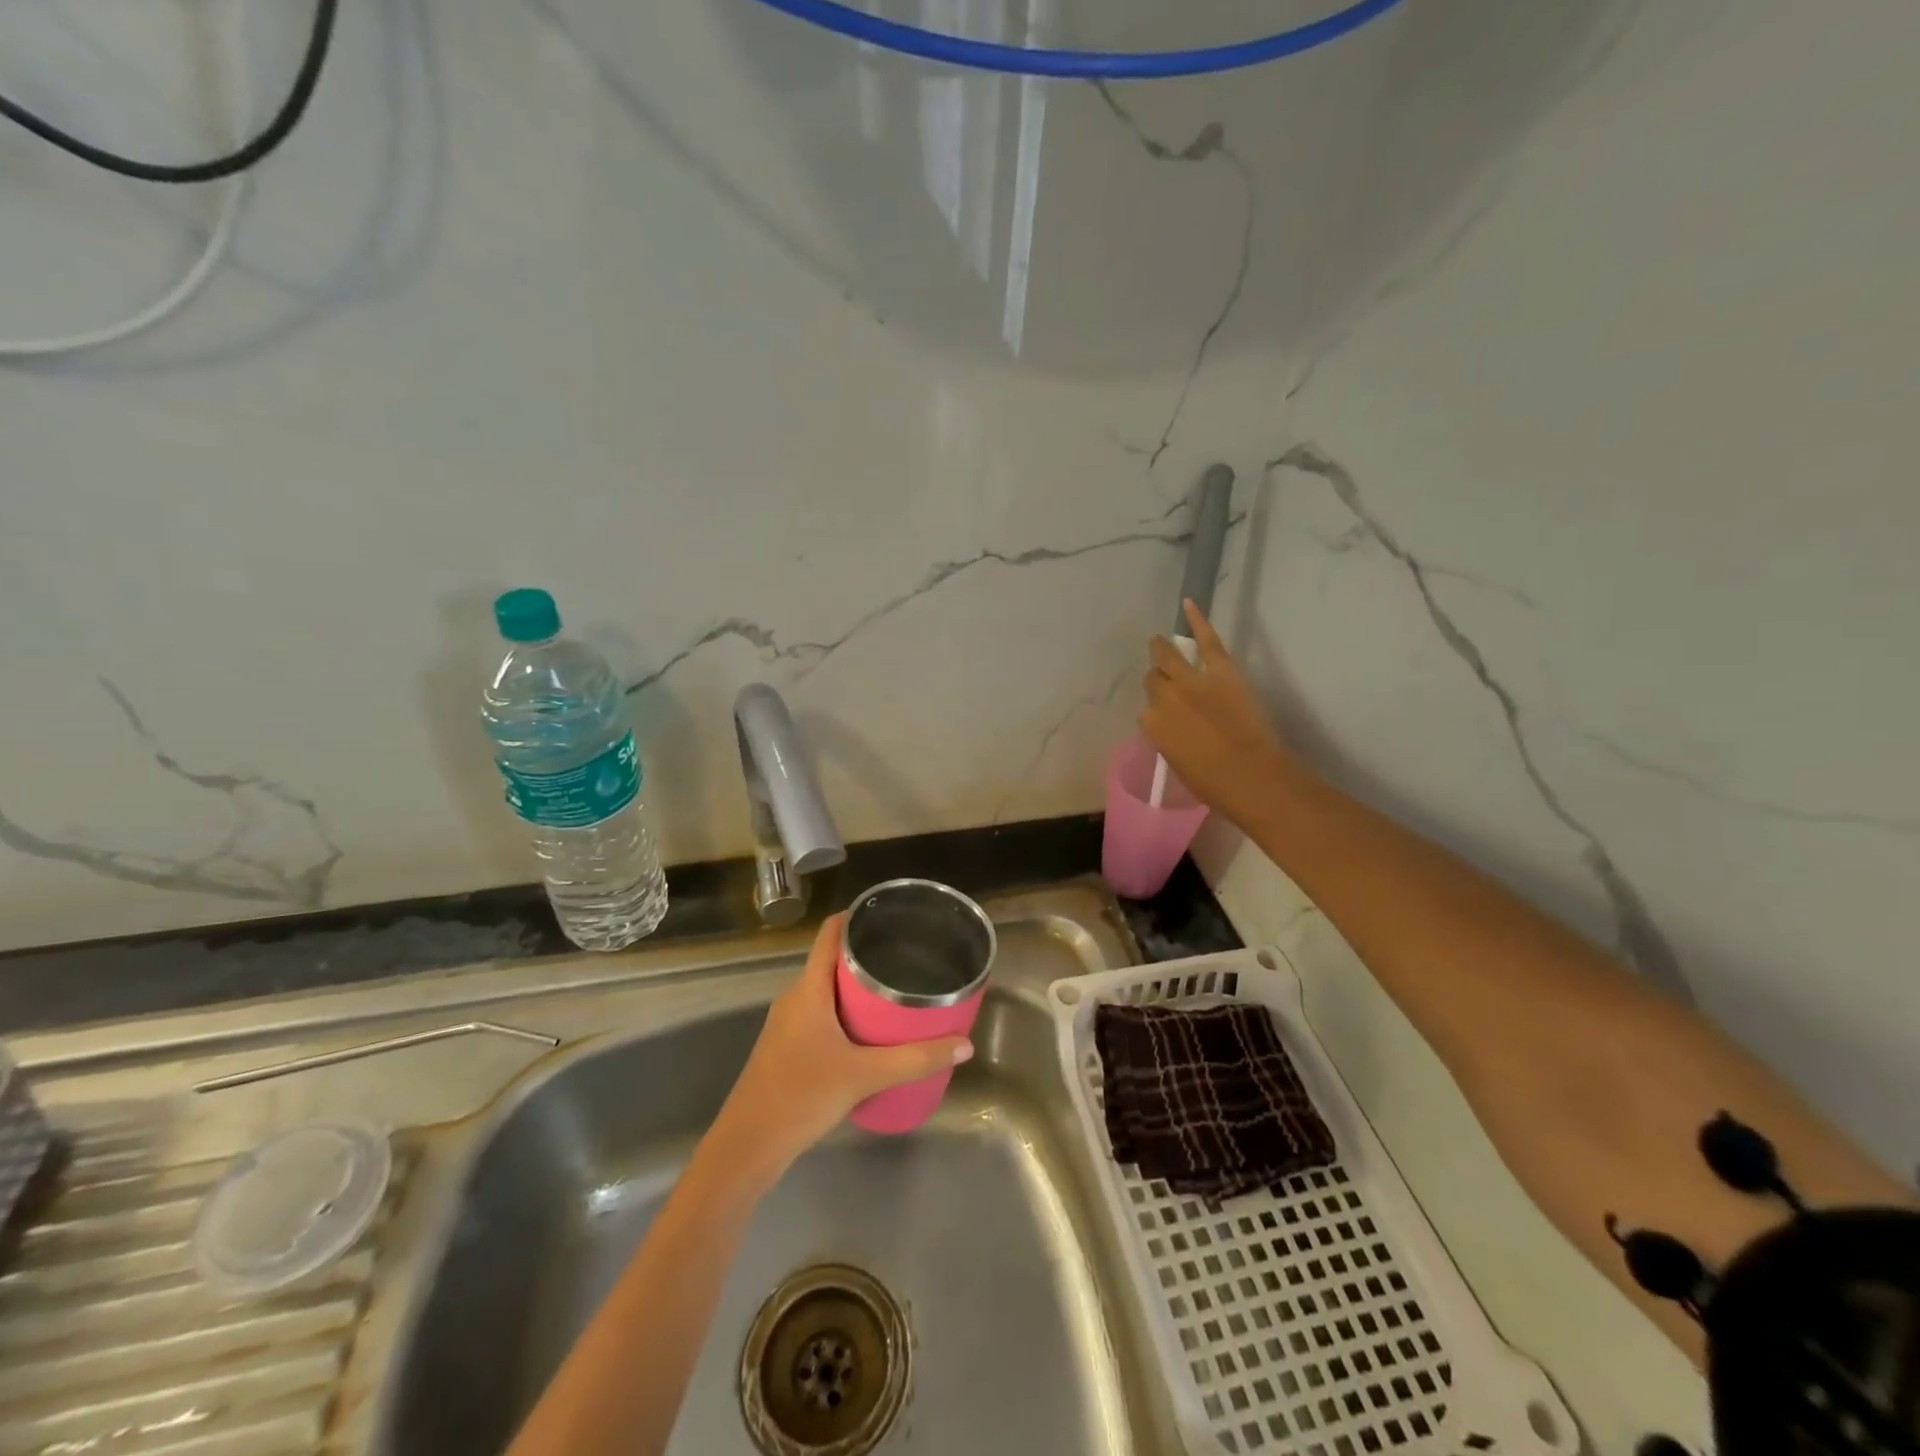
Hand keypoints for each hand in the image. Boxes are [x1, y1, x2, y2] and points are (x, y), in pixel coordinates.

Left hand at [710, 915, 973, 1181]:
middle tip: (908, 958)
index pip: (829, 934)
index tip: (891, 916)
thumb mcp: (864, 1076)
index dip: (857, 917)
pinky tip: (871, 1034)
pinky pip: (821, 1015)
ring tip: (898, 993)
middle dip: (868, 956)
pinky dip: (846, 1014)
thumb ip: (915, 1060)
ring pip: (827, 991)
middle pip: (832, 961)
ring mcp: (787, 1025)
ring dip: (858, 989)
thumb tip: (964, 1045)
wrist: (747, 1148)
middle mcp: (795, 998)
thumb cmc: (801, 1097)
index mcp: (808, 989)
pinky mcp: (787, 1049)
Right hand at [1140, 600, 1300, 827]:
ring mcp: (1192, 681)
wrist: (1252, 778)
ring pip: (1167, 656)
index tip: (1167, 717)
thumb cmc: (1215, 786)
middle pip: (1153, 680)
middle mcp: (1164, 699)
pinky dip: (1197, 620)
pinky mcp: (1220, 671)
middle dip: (1158, 681)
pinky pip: (1206, 640)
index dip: (1157, 712)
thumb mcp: (1180, 766)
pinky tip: (1188, 603)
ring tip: (1159, 642)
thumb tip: (1176, 731)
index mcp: (1152, 727)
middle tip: (1165, 680)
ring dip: (1161, 649)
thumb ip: (1171, 742)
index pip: (1146, 712)